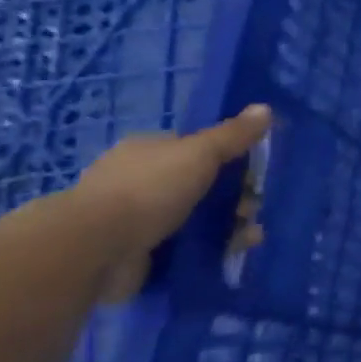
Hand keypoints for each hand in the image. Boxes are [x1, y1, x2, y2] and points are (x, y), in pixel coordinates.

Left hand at [74, 105, 271, 302]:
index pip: (196, 149)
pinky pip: (188, 246)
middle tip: (253, 210)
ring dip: (230, 226)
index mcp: (148, 150)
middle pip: (202, 185)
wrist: (95, 247)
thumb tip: (265, 108)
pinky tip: (232, 253)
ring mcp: (137, 218)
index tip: (255, 175)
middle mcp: (140, 181)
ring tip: (249, 238)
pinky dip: (212, 249)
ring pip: (198, 218)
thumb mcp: (200, 153)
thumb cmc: (149, 189)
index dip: (230, 159)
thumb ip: (233, 134)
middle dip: (235, 198)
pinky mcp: (140, 251)